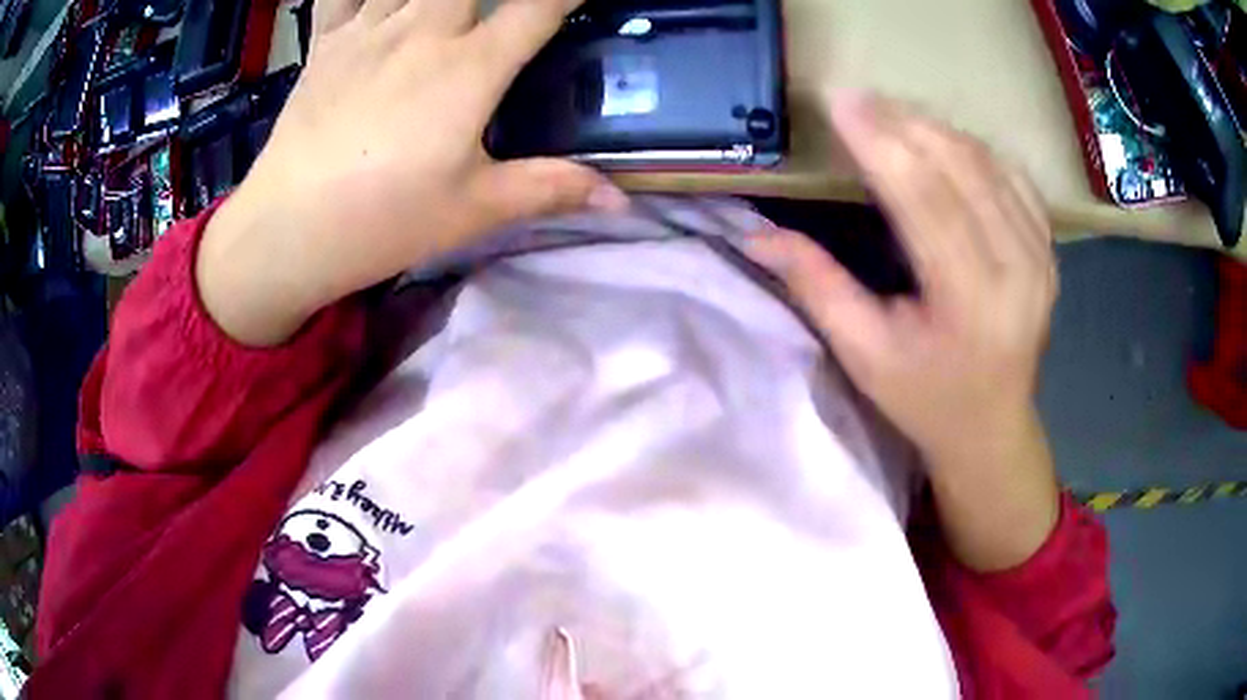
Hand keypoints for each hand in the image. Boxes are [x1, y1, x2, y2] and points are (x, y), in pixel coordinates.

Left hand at [198, 0, 626, 345]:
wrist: (287, 230)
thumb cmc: (384, 221)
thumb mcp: (475, 209)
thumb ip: (551, 189)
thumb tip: (622, 200)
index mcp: (470, 67)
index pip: (541, 3)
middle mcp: (424, 30)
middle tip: (502, 8)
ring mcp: (369, 30)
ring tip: (449, 5)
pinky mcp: (326, 43)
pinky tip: (378, 1)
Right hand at [747, 92, 1060, 569]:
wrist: (993, 426)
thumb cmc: (925, 399)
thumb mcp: (864, 355)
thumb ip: (817, 288)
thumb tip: (757, 235)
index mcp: (970, 302)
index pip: (926, 200)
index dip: (882, 144)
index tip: (842, 102)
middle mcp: (1017, 269)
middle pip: (961, 169)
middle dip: (905, 123)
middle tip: (858, 99)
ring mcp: (1041, 255)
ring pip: (988, 163)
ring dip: (936, 129)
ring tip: (891, 114)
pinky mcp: (1047, 248)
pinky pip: (1012, 176)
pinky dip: (973, 148)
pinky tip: (942, 140)